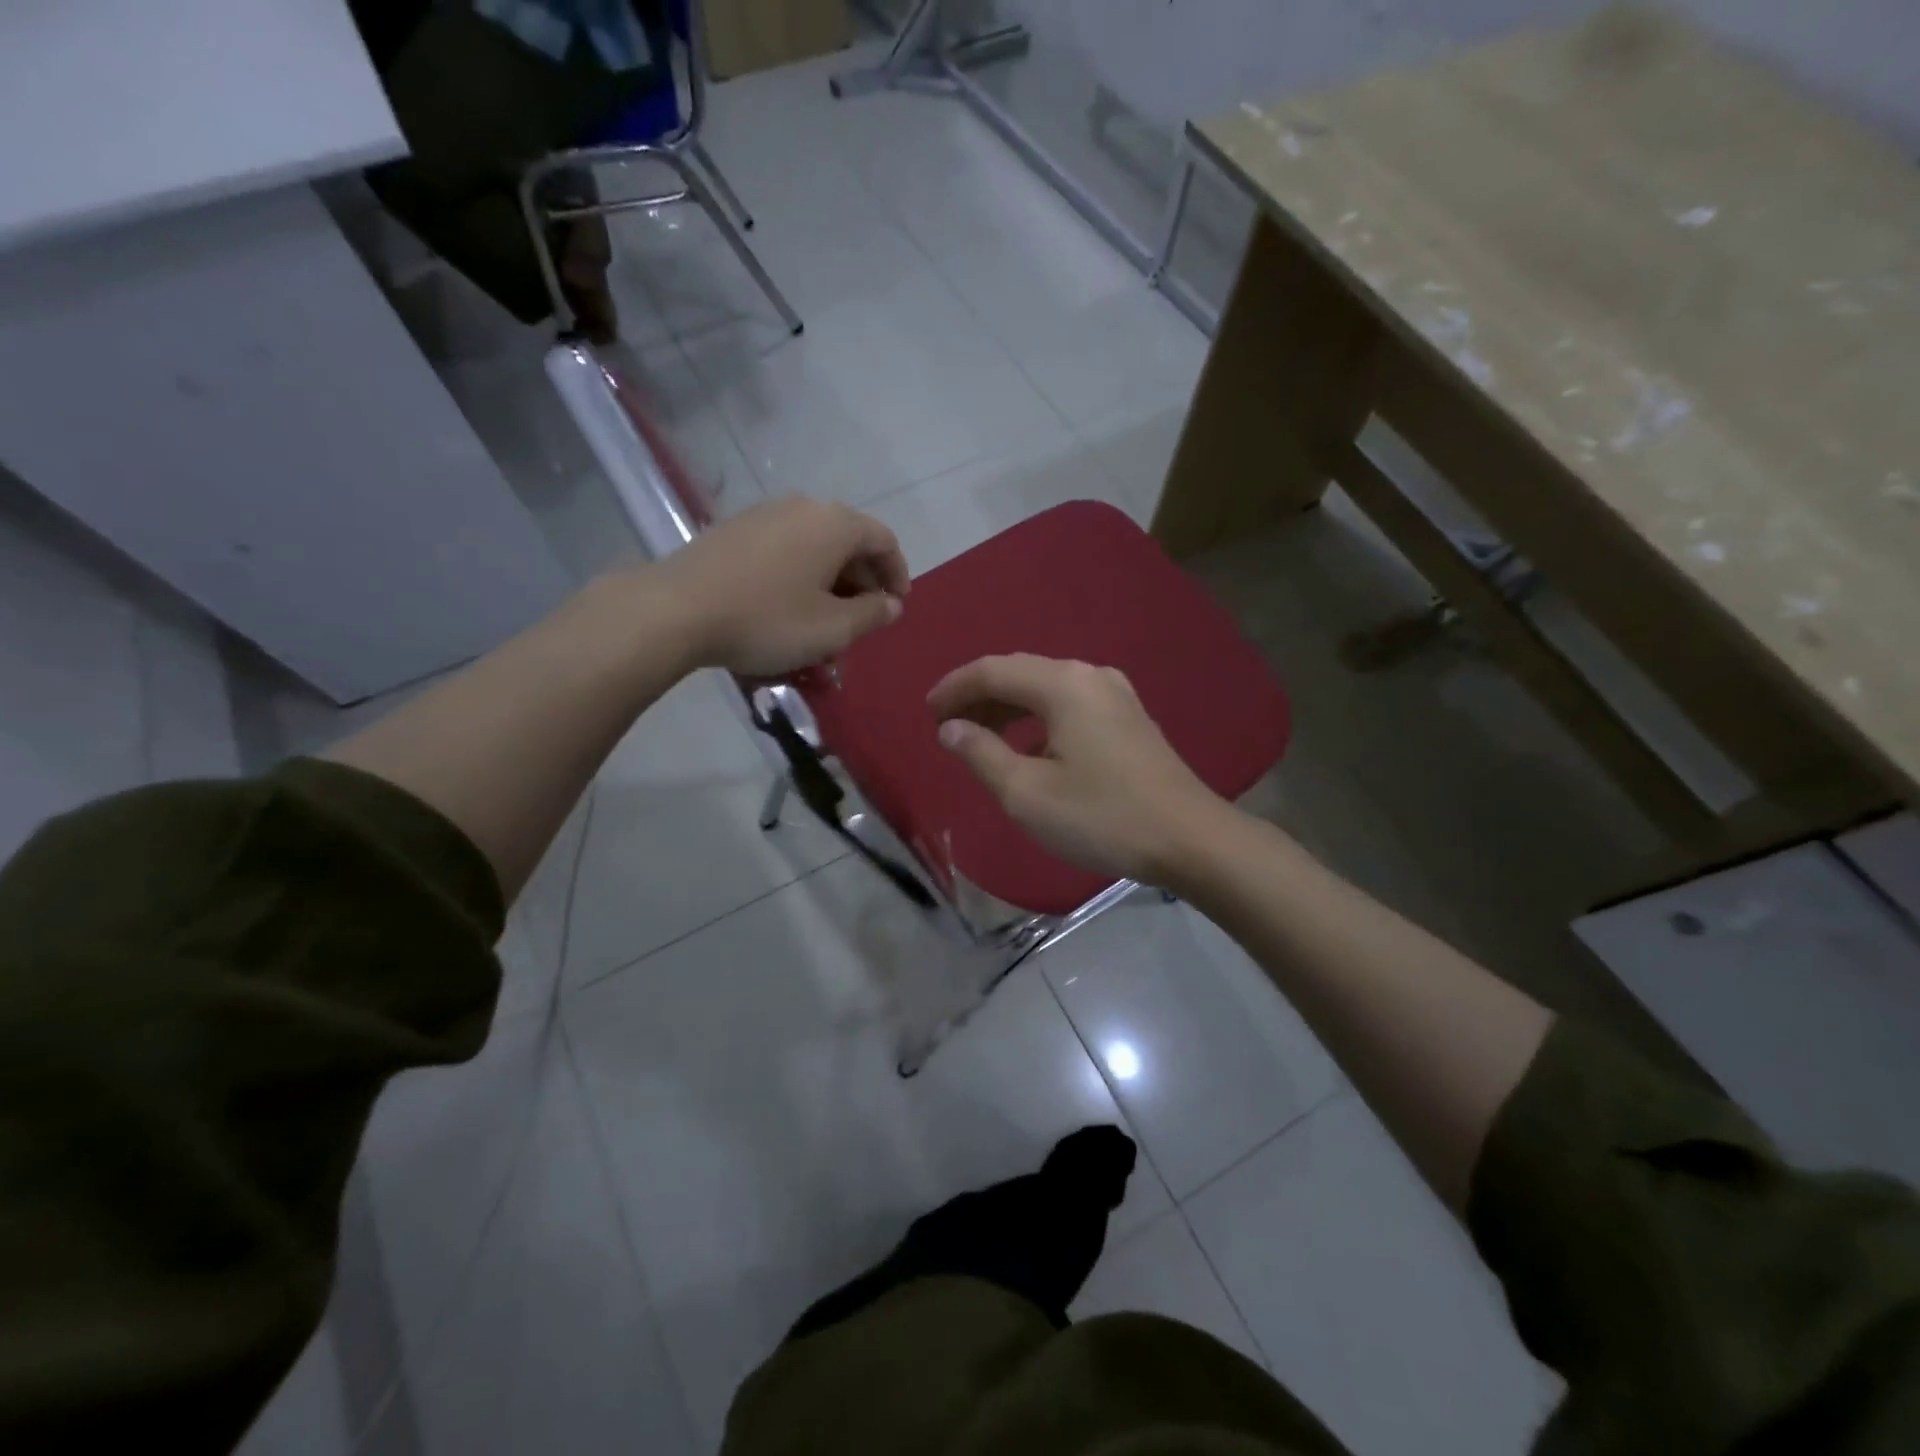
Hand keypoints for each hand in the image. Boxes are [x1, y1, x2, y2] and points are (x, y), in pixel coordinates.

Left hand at [651, 497, 909, 675]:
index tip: (896, 608)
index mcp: (835, 524)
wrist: (675, 609)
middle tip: (860, 625)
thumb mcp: (832, 629)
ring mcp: (764, 515)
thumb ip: (872, 615)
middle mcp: (803, 507)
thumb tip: (891, 604)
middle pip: (849, 543)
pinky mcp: (734, 530)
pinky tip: (786, 611)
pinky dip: (799, 578)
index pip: (884, 541)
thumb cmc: (768, 619)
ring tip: (823, 626)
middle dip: (861, 586)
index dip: (897, 575)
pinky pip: (784, 551)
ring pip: (815, 549)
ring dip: (829, 586)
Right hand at [927, 654, 1227, 885]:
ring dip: (1008, 709)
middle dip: (979, 697)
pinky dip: (1037, 720)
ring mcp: (1116, 694)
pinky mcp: (1129, 718)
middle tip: (947, 727)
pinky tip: (1028, 749)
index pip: (992, 671)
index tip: (927, 713)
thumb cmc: (1102, 817)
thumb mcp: (1027, 793)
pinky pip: (1069, 705)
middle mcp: (1090, 675)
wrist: (1190, 839)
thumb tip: (950, 728)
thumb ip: (981, 754)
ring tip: (979, 738)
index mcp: (1063, 684)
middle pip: (1020, 674)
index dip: (954, 688)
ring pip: (1046, 689)